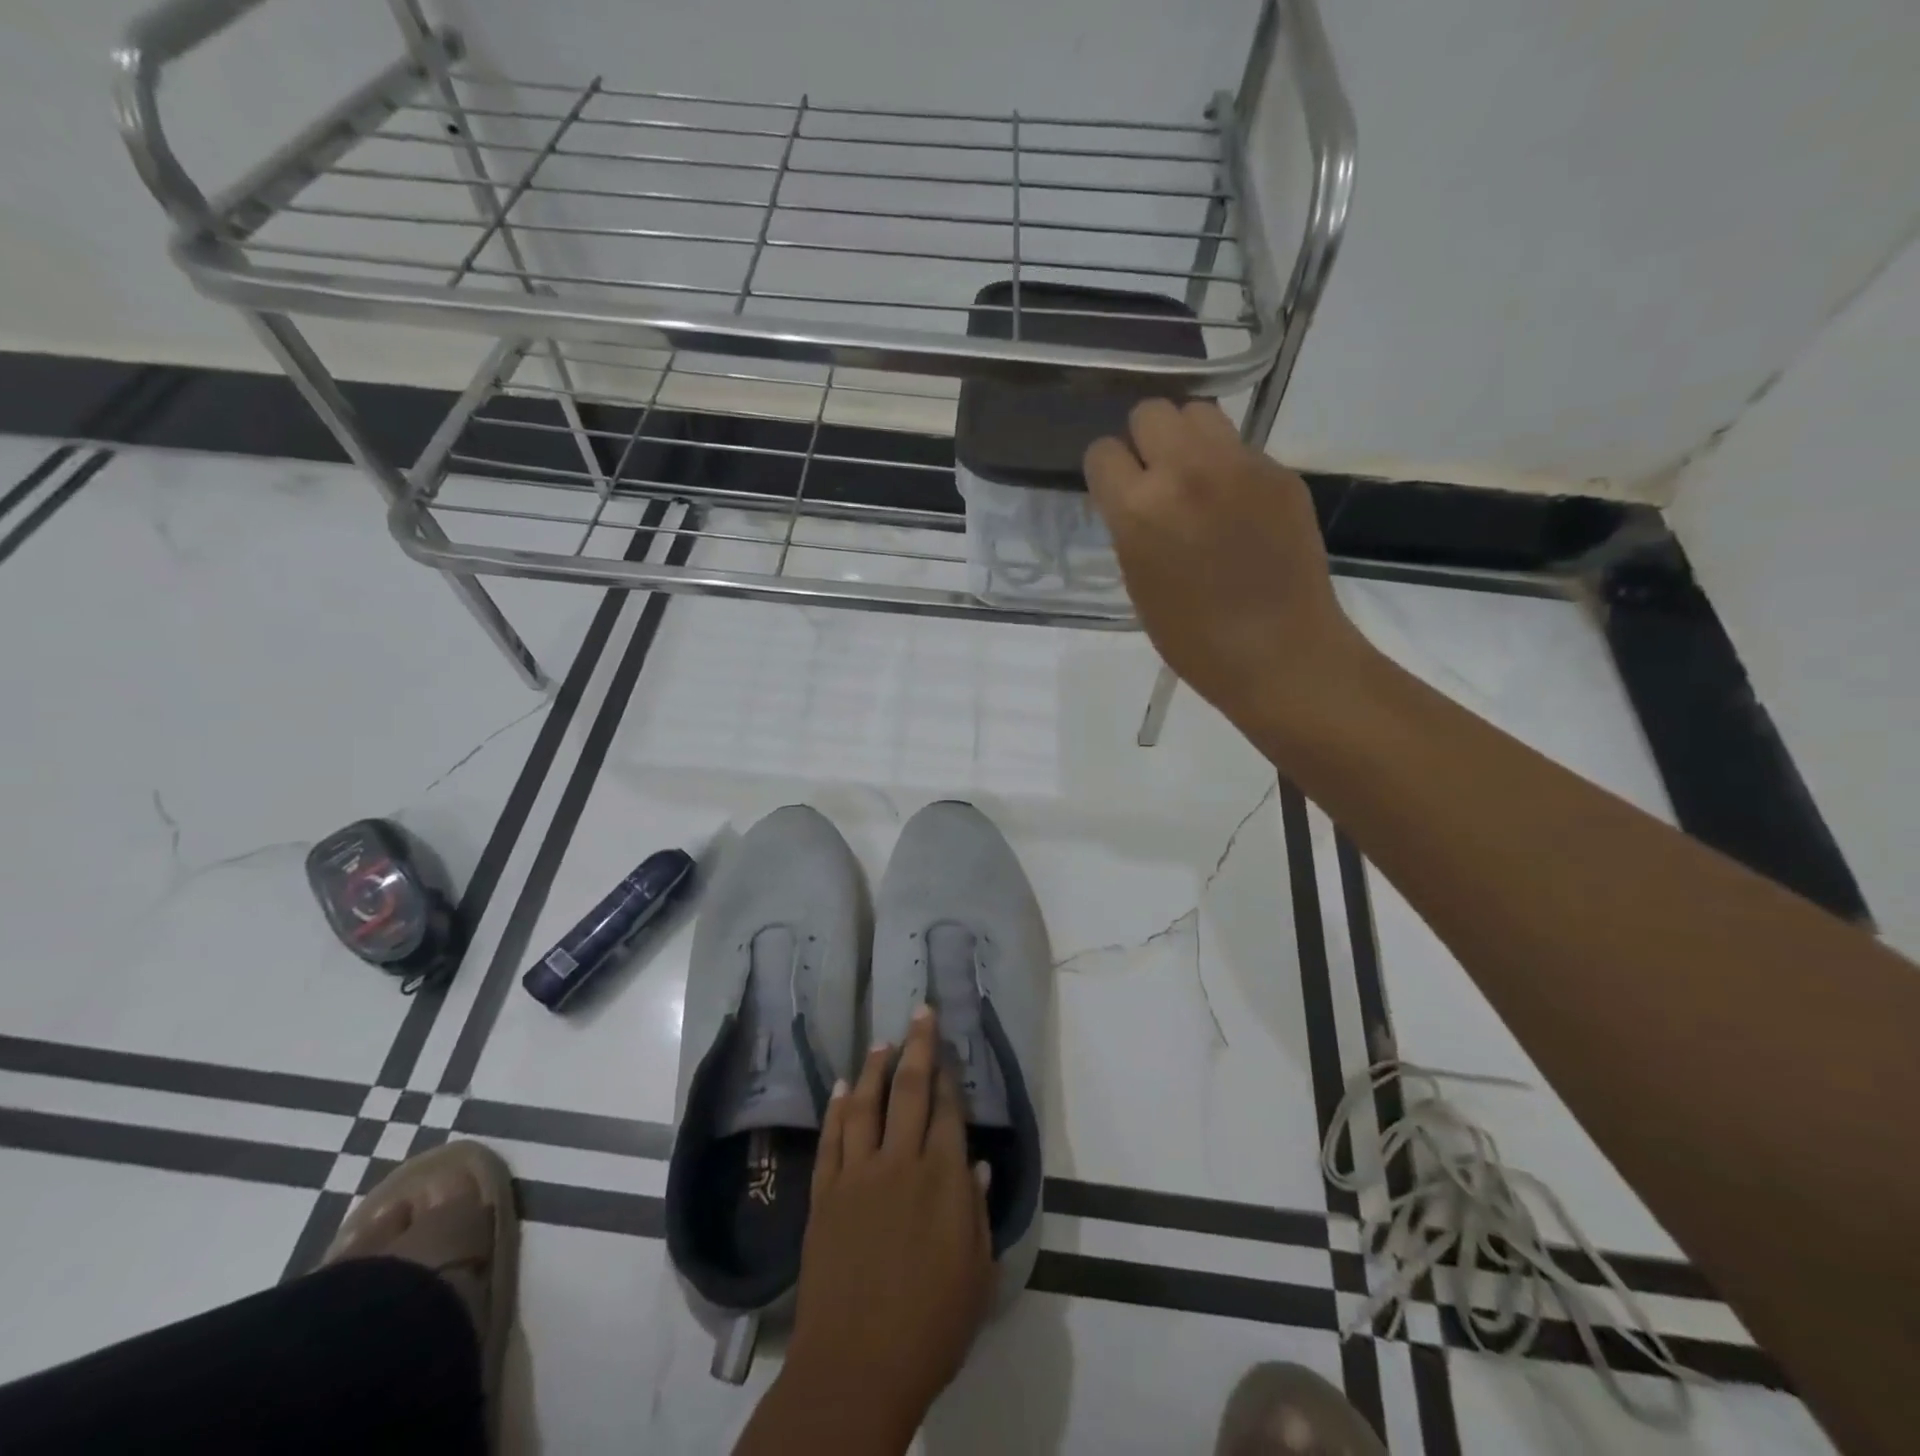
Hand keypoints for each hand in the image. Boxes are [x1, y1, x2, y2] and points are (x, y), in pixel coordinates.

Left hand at [785, 1006, 993, 1441]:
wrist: (856, 1367)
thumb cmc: (930, 1327)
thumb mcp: (975, 1275)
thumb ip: (975, 1212)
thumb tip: (974, 1163)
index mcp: (942, 1180)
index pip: (947, 1111)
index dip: (948, 1075)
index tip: (948, 1047)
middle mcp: (900, 1163)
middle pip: (910, 1090)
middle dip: (919, 1045)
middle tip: (921, 1010)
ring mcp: (857, 1175)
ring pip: (865, 1103)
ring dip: (874, 1067)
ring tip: (882, 1041)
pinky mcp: (824, 1194)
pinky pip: (831, 1138)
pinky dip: (836, 1109)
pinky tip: (839, 1087)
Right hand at [1084, 399, 1373, 735]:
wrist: (1279, 652)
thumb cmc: (1193, 638)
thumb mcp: (1138, 583)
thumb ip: (1130, 527)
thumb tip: (1134, 498)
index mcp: (1139, 508)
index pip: (1103, 452)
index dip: (1107, 472)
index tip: (1116, 491)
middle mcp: (1186, 472)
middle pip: (1151, 412)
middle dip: (1145, 441)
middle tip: (1155, 478)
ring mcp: (1239, 466)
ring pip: (1199, 413)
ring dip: (1187, 439)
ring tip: (1195, 480)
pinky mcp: (1279, 472)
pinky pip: (1240, 447)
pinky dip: (1228, 467)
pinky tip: (1237, 508)